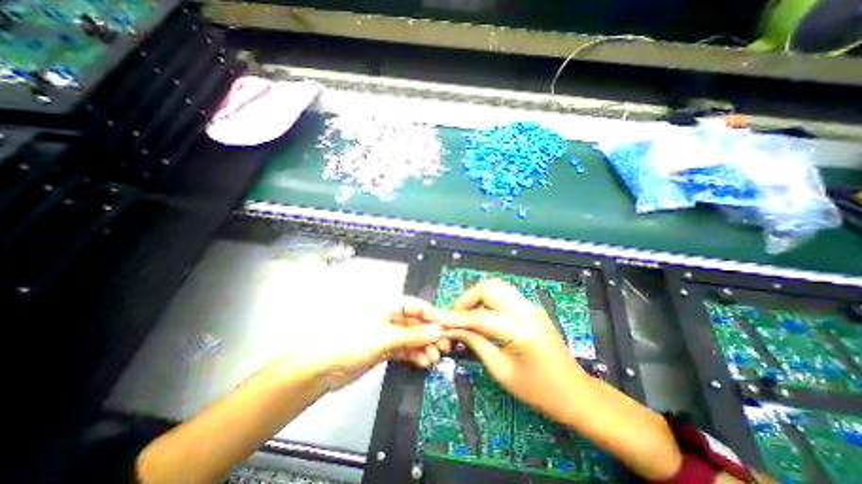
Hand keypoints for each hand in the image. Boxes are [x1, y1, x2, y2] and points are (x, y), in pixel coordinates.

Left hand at [272, 297, 448, 391]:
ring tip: (434, 358)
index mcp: (388, 304)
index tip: (449, 327)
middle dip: (430, 334)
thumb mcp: (385, 337)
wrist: (320, 368)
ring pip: (411, 337)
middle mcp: (389, 316)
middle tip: (445, 347)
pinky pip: (404, 348)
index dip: (433, 316)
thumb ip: (413, 335)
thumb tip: (438, 331)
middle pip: (416, 322)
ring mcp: (386, 332)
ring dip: (424, 346)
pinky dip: (414, 354)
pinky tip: (423, 362)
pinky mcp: (383, 348)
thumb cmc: (352, 342)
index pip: (417, 306)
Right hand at [444, 280, 585, 419]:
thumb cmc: (539, 390)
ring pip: (497, 286)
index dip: (458, 318)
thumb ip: (476, 344)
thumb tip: (454, 330)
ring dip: (478, 297)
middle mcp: (527, 310)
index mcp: (521, 330)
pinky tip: (482, 315)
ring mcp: (531, 306)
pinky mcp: (532, 308)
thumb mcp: (501, 371)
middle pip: (489, 287)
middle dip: (468, 298)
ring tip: (467, 315)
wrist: (575, 393)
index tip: (442, 321)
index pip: (481, 316)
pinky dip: (489, 301)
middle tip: (456, 315)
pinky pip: (505, 295)